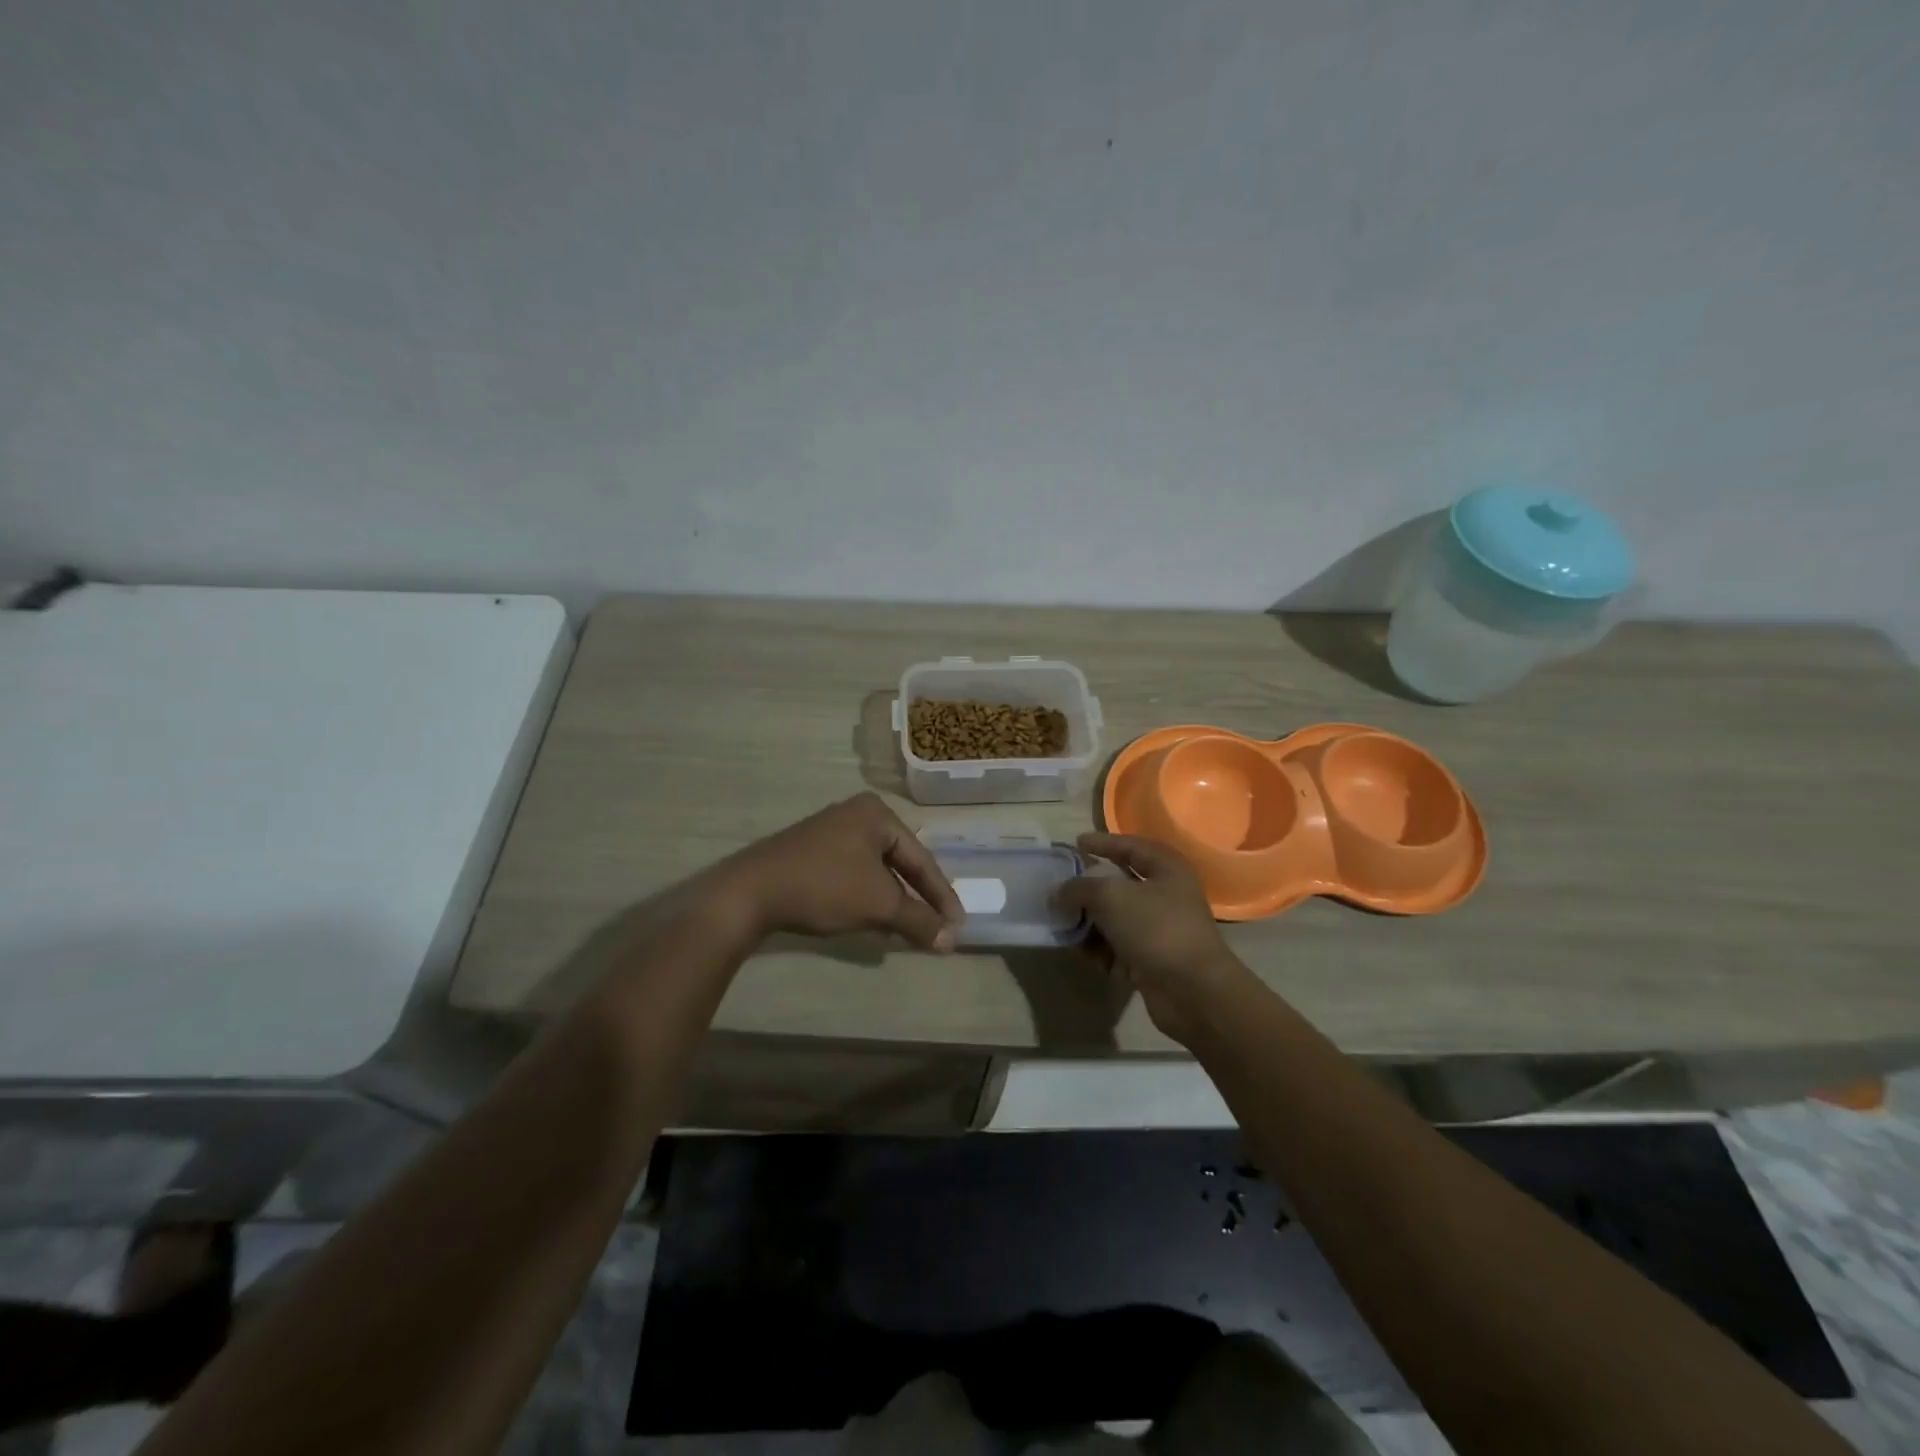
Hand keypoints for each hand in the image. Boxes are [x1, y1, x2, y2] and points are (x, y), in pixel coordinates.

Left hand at [713, 793, 964, 950]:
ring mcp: (829, 831)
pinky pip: (852, 874)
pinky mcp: (809, 851)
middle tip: (936, 926)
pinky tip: (870, 920)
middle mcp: (855, 814)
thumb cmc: (824, 887)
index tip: (957, 926)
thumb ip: (918, 921)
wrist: (750, 892)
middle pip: (899, 862)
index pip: (921, 858)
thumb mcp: (878, 904)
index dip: (941, 895)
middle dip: (917, 898)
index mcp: (877, 814)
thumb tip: (950, 942)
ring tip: (907, 929)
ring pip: (875, 870)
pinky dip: (866, 897)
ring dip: (892, 901)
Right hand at [1055, 833, 1247, 1043]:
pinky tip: (1078, 952)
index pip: (1130, 846)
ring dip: (1089, 922)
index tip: (1075, 843)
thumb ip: (1079, 888)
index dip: (1102, 843)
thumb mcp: (1111, 896)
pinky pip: (1117, 948)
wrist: (1191, 990)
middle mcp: (1166, 896)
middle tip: (1060, 887)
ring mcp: (1159, 931)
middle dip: (1088, 888)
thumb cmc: (1155, 928)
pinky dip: (1098, 949)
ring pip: (1115, 919)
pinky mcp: (1151, 961)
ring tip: (1062, 924)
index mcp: (1167, 869)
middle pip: (1120, 884)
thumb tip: (1056, 892)